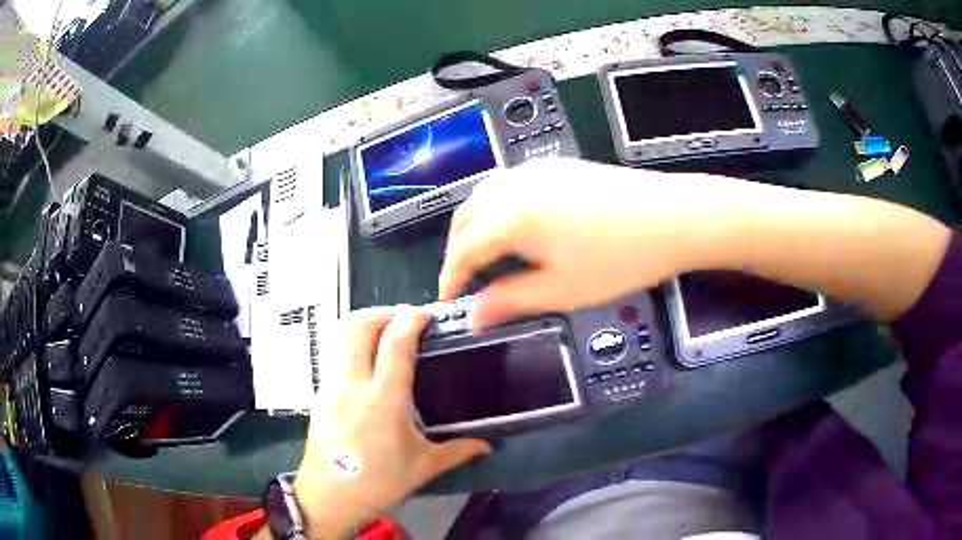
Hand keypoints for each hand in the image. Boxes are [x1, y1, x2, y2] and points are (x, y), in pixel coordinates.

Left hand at [292, 307, 490, 538]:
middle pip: (357, 326)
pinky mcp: (319, 394)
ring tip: (386, 335)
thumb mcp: (422, 468)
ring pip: (340, 336)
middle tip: (404, 320)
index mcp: (383, 401)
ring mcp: (330, 387)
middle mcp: (352, 385)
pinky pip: (335, 355)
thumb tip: (487, 445)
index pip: (394, 344)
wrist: (328, 498)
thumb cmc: (377, 483)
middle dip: (382, 312)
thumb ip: (457, 451)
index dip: (411, 320)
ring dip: (364, 325)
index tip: (425, 314)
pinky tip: (368, 366)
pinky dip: (352, 345)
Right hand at [439, 158, 747, 328]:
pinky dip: (496, 206)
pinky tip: (514, 224)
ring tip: (484, 254)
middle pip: (467, 216)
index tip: (448, 300)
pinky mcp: (557, 166)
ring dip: (474, 225)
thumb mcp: (561, 289)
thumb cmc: (618, 259)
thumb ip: (510, 301)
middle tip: (464, 281)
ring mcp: (537, 170)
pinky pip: (509, 183)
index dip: (451, 277)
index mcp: (511, 216)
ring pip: (485, 194)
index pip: (464, 249)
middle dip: (458, 249)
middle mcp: (515, 185)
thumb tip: (473, 317)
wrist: (671, 217)